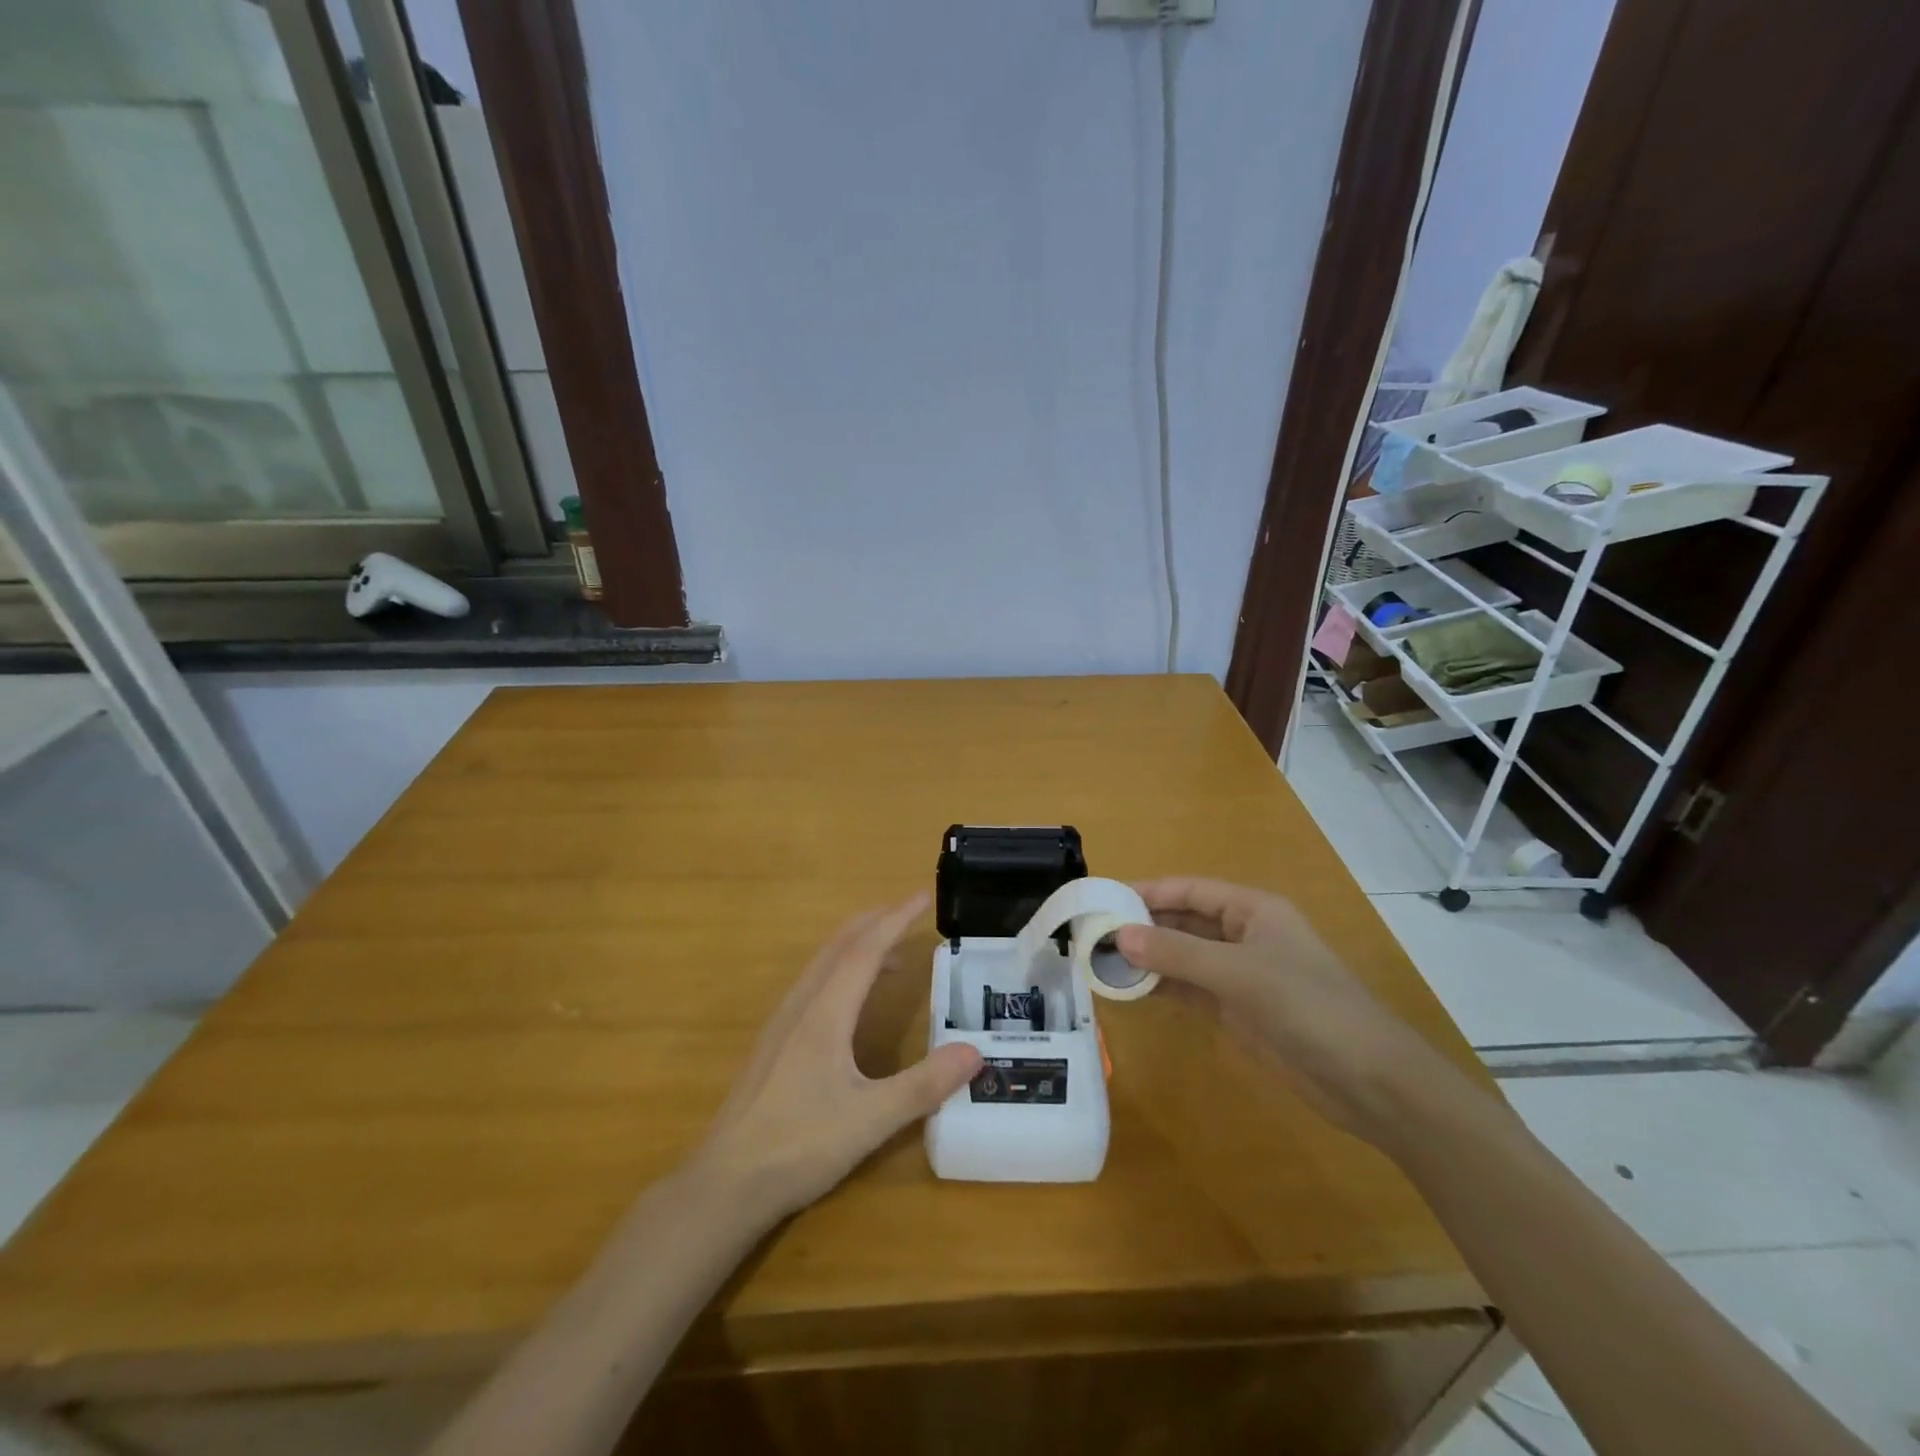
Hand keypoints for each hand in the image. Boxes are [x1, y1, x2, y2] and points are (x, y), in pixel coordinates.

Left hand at [689, 894, 981, 1225]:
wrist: (725, 1183)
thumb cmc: (799, 1146)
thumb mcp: (870, 1120)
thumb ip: (923, 1086)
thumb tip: (975, 1052)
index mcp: (825, 1013)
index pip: (865, 950)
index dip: (895, 919)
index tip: (922, 896)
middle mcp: (801, 1005)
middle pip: (839, 945)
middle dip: (875, 921)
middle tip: (908, 912)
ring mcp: (782, 1023)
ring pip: (822, 963)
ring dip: (857, 945)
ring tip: (891, 953)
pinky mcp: (774, 1042)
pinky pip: (813, 984)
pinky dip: (841, 969)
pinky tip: (851, 1000)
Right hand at [1115, 877, 1454, 1146]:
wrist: (1370, 1082)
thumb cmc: (1309, 1007)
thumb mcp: (1240, 973)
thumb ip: (1178, 954)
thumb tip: (1119, 936)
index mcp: (1252, 910)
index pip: (1189, 890)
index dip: (1147, 891)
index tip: (1102, 899)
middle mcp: (1243, 935)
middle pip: (1183, 921)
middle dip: (1142, 926)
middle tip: (1092, 934)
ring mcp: (1240, 974)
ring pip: (1182, 956)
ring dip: (1147, 958)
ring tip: (1100, 962)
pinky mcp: (1237, 1010)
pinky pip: (1189, 988)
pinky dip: (1161, 987)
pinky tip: (1129, 990)